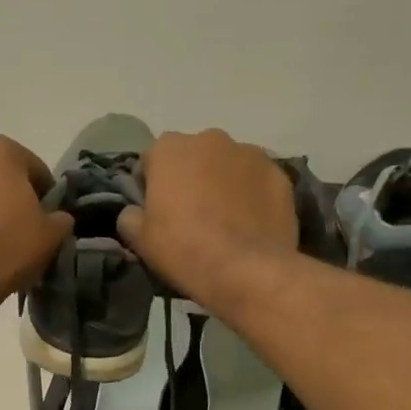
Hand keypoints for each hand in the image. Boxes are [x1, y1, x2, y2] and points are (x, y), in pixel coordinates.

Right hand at [117, 129, 295, 302]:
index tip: (157, 210)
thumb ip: (130, 215)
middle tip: (193, 214)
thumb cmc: (183, 248)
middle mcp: (211, 139)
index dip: (152, 185)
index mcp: (170, 148)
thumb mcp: (139, 238)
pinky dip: (253, 195)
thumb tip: (134, 212)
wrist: (245, 270)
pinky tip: (251, 224)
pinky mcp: (280, 175)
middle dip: (192, 177)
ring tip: (226, 220)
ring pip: (229, 165)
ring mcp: (251, 154)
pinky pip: (258, 181)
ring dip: (224, 183)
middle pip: (194, 156)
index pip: (152, 160)